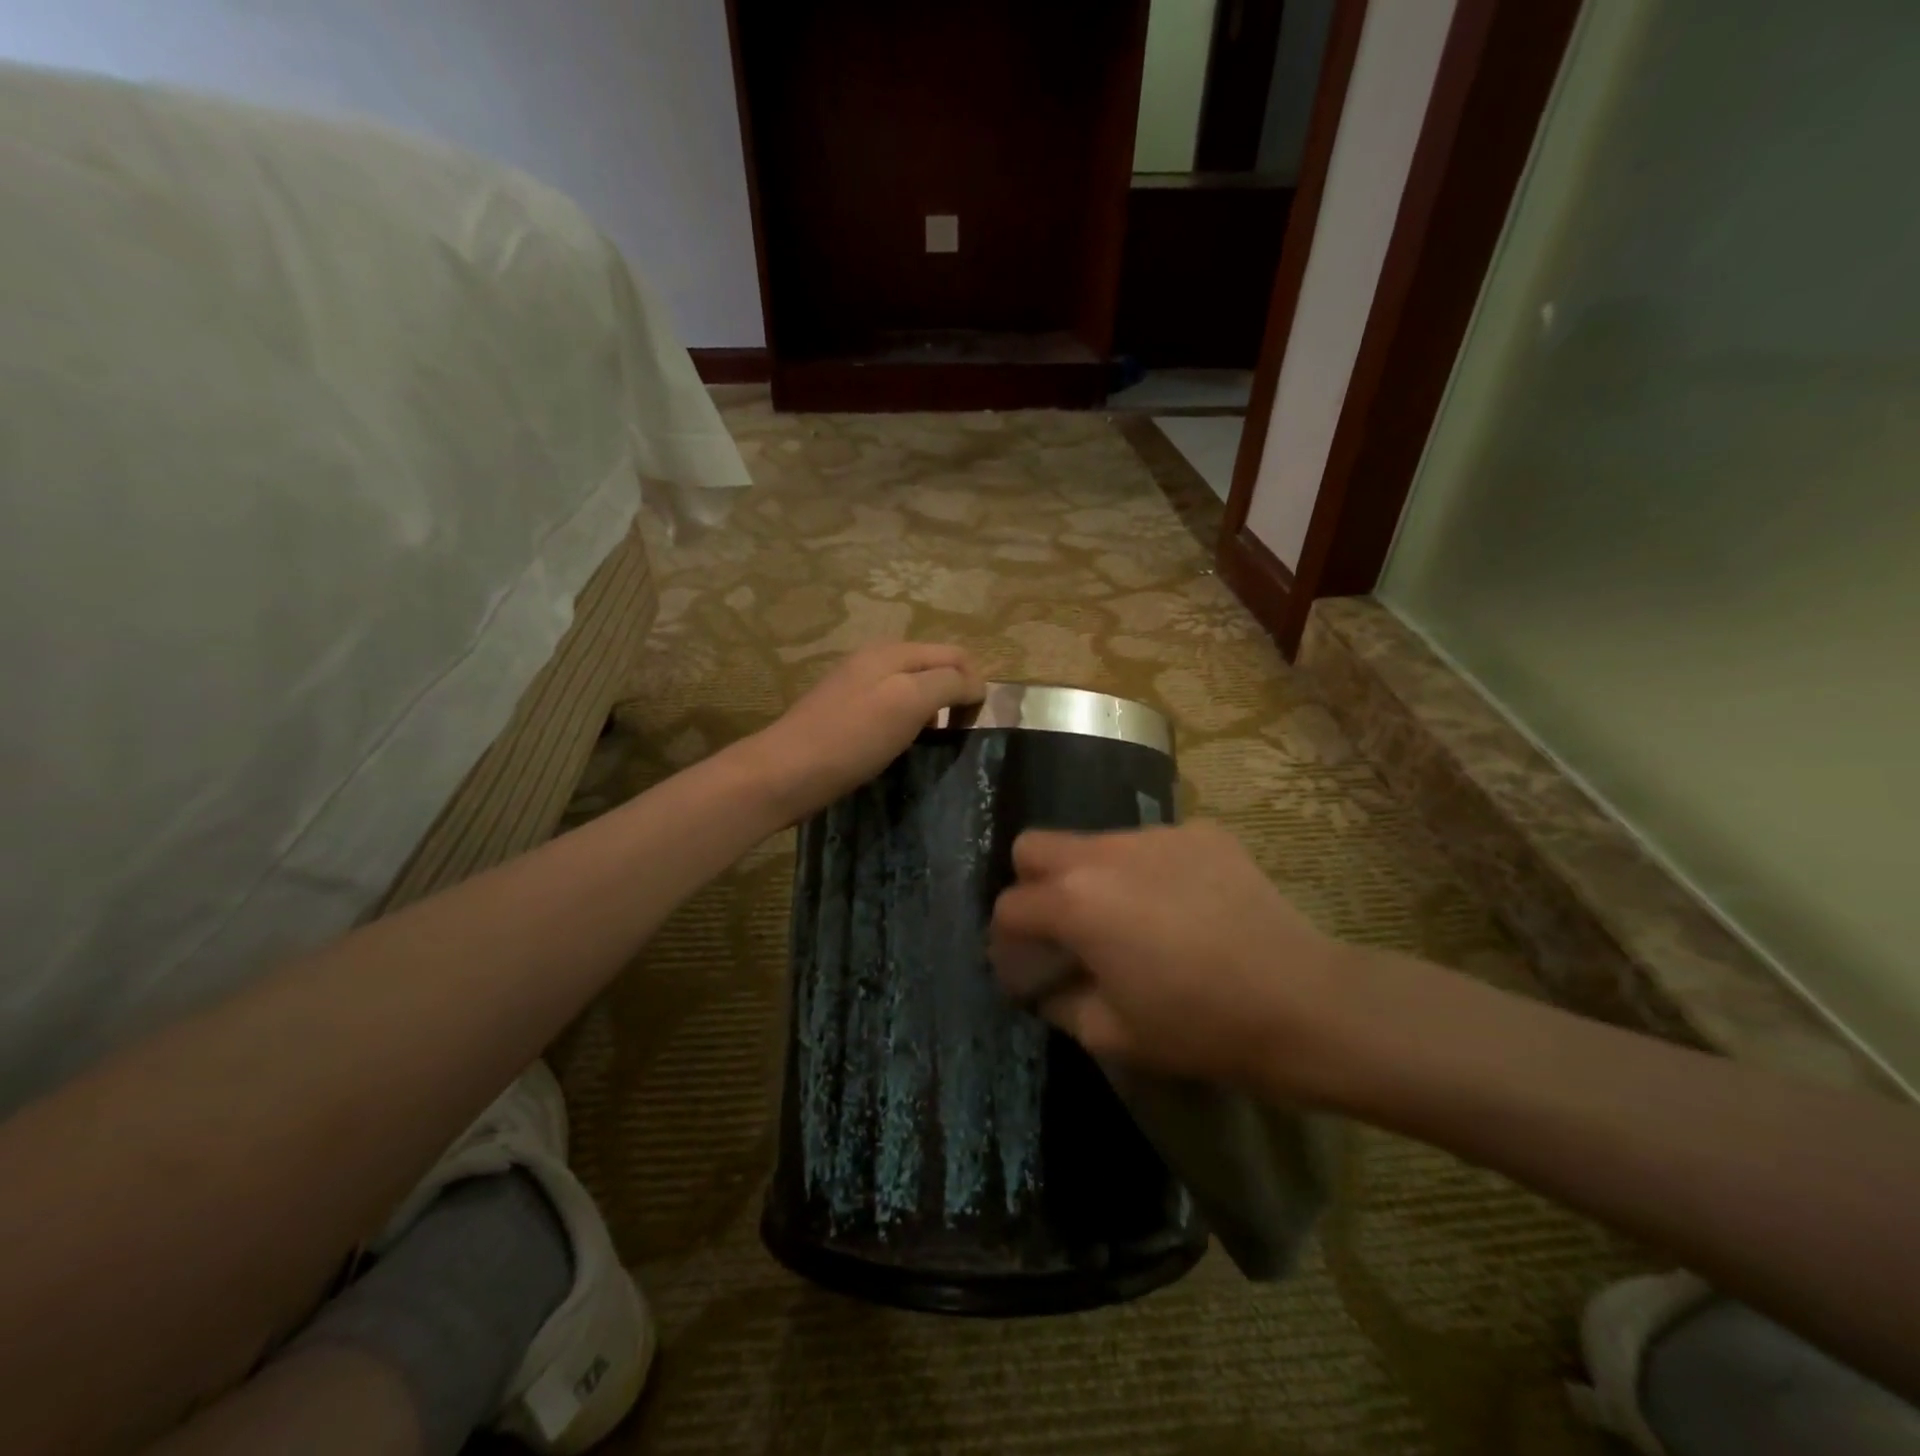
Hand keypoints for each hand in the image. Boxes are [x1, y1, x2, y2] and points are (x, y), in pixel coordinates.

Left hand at [742, 641, 985, 820]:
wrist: (784, 773)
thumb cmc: (851, 739)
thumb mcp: (908, 703)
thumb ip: (947, 684)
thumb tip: (975, 685)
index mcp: (894, 651)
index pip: (955, 656)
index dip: (974, 687)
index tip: (971, 728)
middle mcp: (876, 658)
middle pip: (934, 667)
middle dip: (953, 696)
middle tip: (955, 736)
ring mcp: (857, 683)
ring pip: (913, 687)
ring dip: (931, 710)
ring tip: (931, 743)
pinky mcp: (845, 710)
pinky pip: (891, 705)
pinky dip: (907, 722)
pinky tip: (899, 746)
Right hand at [990, 822, 1350, 1094]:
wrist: (1302, 1001)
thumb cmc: (1199, 1026)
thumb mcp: (1112, 1033)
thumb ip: (1061, 1002)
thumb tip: (1046, 985)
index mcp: (1075, 901)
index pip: (1010, 907)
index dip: (1005, 944)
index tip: (1024, 972)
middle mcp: (1104, 852)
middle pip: (1034, 847)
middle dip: (1032, 887)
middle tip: (1062, 930)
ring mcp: (1156, 834)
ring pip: (1095, 843)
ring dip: (1093, 878)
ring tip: (1132, 922)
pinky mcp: (1200, 832)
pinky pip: (1151, 846)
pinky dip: (1147, 872)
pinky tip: (1181, 908)